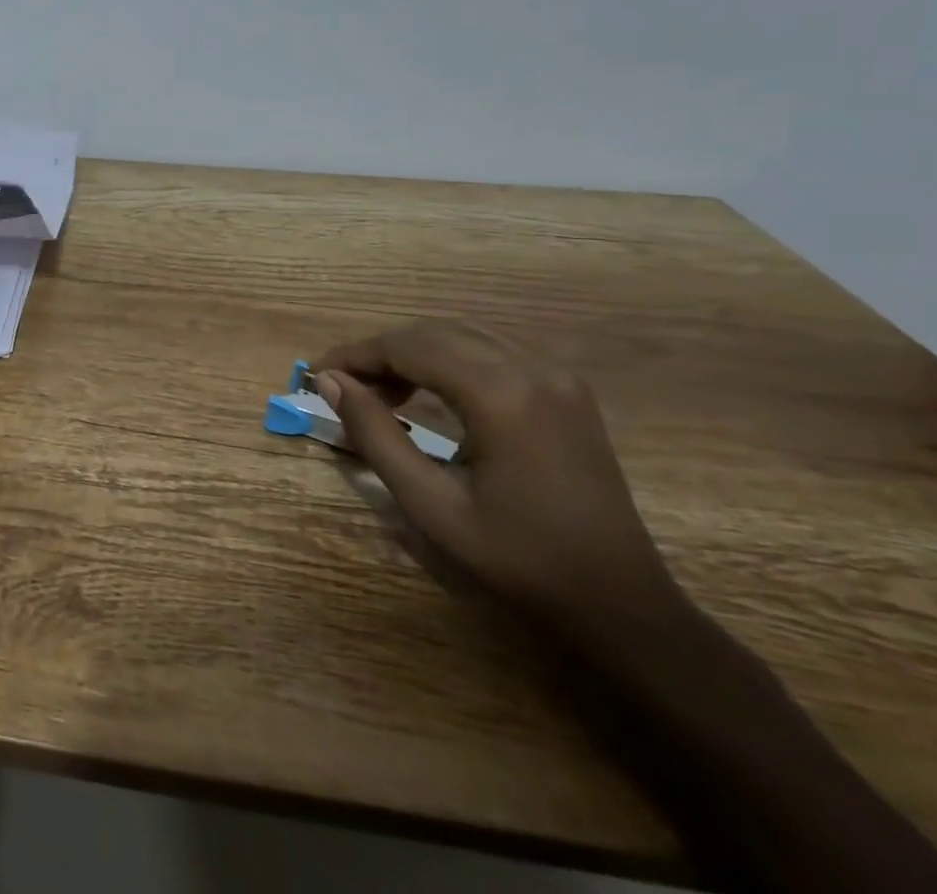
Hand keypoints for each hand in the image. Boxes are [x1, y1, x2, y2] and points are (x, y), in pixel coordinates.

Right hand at [312, 319, 683, 640]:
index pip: (408, 347)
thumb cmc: (518, 560)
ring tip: (381, 392)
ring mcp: (556, 375)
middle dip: (381, 352)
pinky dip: (448, 359)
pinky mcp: (567, 389)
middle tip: (344, 387)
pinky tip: (431, 392)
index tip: (317, 374)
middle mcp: (532, 368)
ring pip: (462, 335)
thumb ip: (376, 435)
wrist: (620, 604)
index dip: (355, 355)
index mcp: (500, 395)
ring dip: (413, 353)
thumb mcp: (430, 504)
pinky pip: (492, 350)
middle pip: (434, 332)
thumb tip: (330, 382)